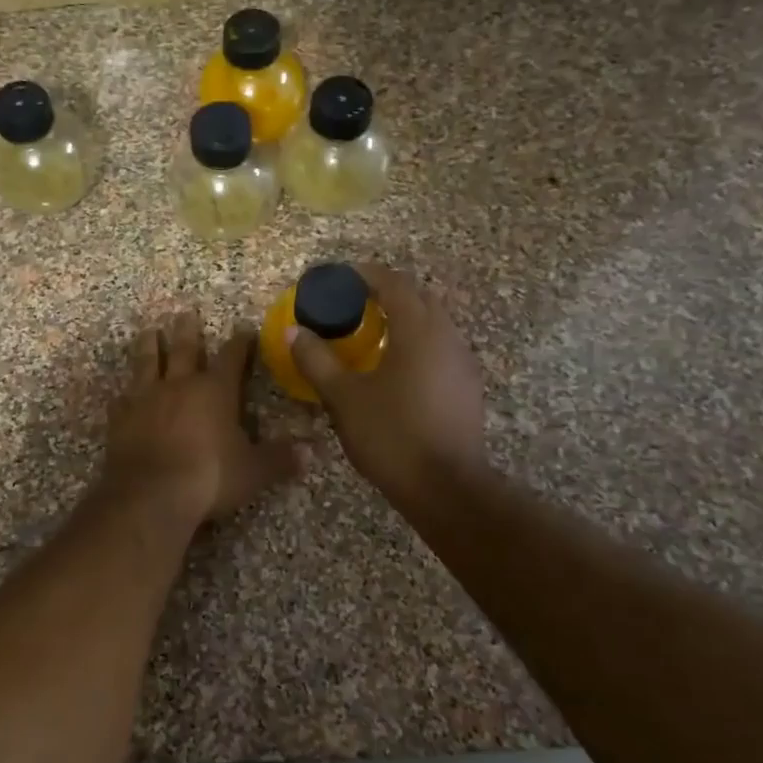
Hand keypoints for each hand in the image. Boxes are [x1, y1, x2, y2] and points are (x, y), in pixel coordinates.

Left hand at [101, 311, 305, 525]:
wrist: (151, 495)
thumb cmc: (210, 477)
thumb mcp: (254, 471)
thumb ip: (280, 459)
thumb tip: (309, 452)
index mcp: (215, 390)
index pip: (231, 357)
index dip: (239, 342)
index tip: (243, 329)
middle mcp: (179, 385)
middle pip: (184, 349)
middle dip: (187, 330)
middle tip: (185, 312)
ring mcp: (145, 399)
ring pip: (147, 362)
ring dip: (149, 346)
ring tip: (149, 330)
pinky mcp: (121, 418)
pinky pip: (122, 399)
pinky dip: (125, 394)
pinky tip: (122, 393)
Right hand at [287, 264, 487, 506]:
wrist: (446, 488)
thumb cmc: (392, 435)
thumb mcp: (344, 397)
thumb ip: (317, 360)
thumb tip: (295, 331)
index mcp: (419, 330)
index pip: (395, 283)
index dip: (366, 274)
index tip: (340, 277)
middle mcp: (447, 337)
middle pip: (419, 298)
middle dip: (387, 292)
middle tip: (353, 302)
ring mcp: (463, 362)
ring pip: (433, 323)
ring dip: (404, 318)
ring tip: (371, 332)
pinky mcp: (468, 387)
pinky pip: (440, 348)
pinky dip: (417, 342)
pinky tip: (396, 366)